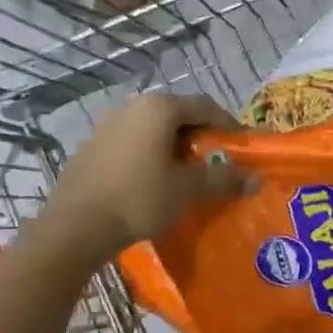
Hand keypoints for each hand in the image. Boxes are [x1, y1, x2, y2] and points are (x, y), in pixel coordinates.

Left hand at [34, 93, 247, 262]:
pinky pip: (135, 142)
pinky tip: (157, 181)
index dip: (229, 125)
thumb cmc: (140, 198)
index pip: (206, 106)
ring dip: (177, 146)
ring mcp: (109, 125)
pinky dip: (153, 154)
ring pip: (155, 128)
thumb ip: (224, 179)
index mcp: (159, 108)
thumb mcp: (189, 189)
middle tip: (219, 162)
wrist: (76, 226)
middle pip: (179, 114)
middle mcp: (133, 106)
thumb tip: (256, 179)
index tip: (242, 148)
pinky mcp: (93, 146)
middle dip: (203, 136)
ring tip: (190, 174)